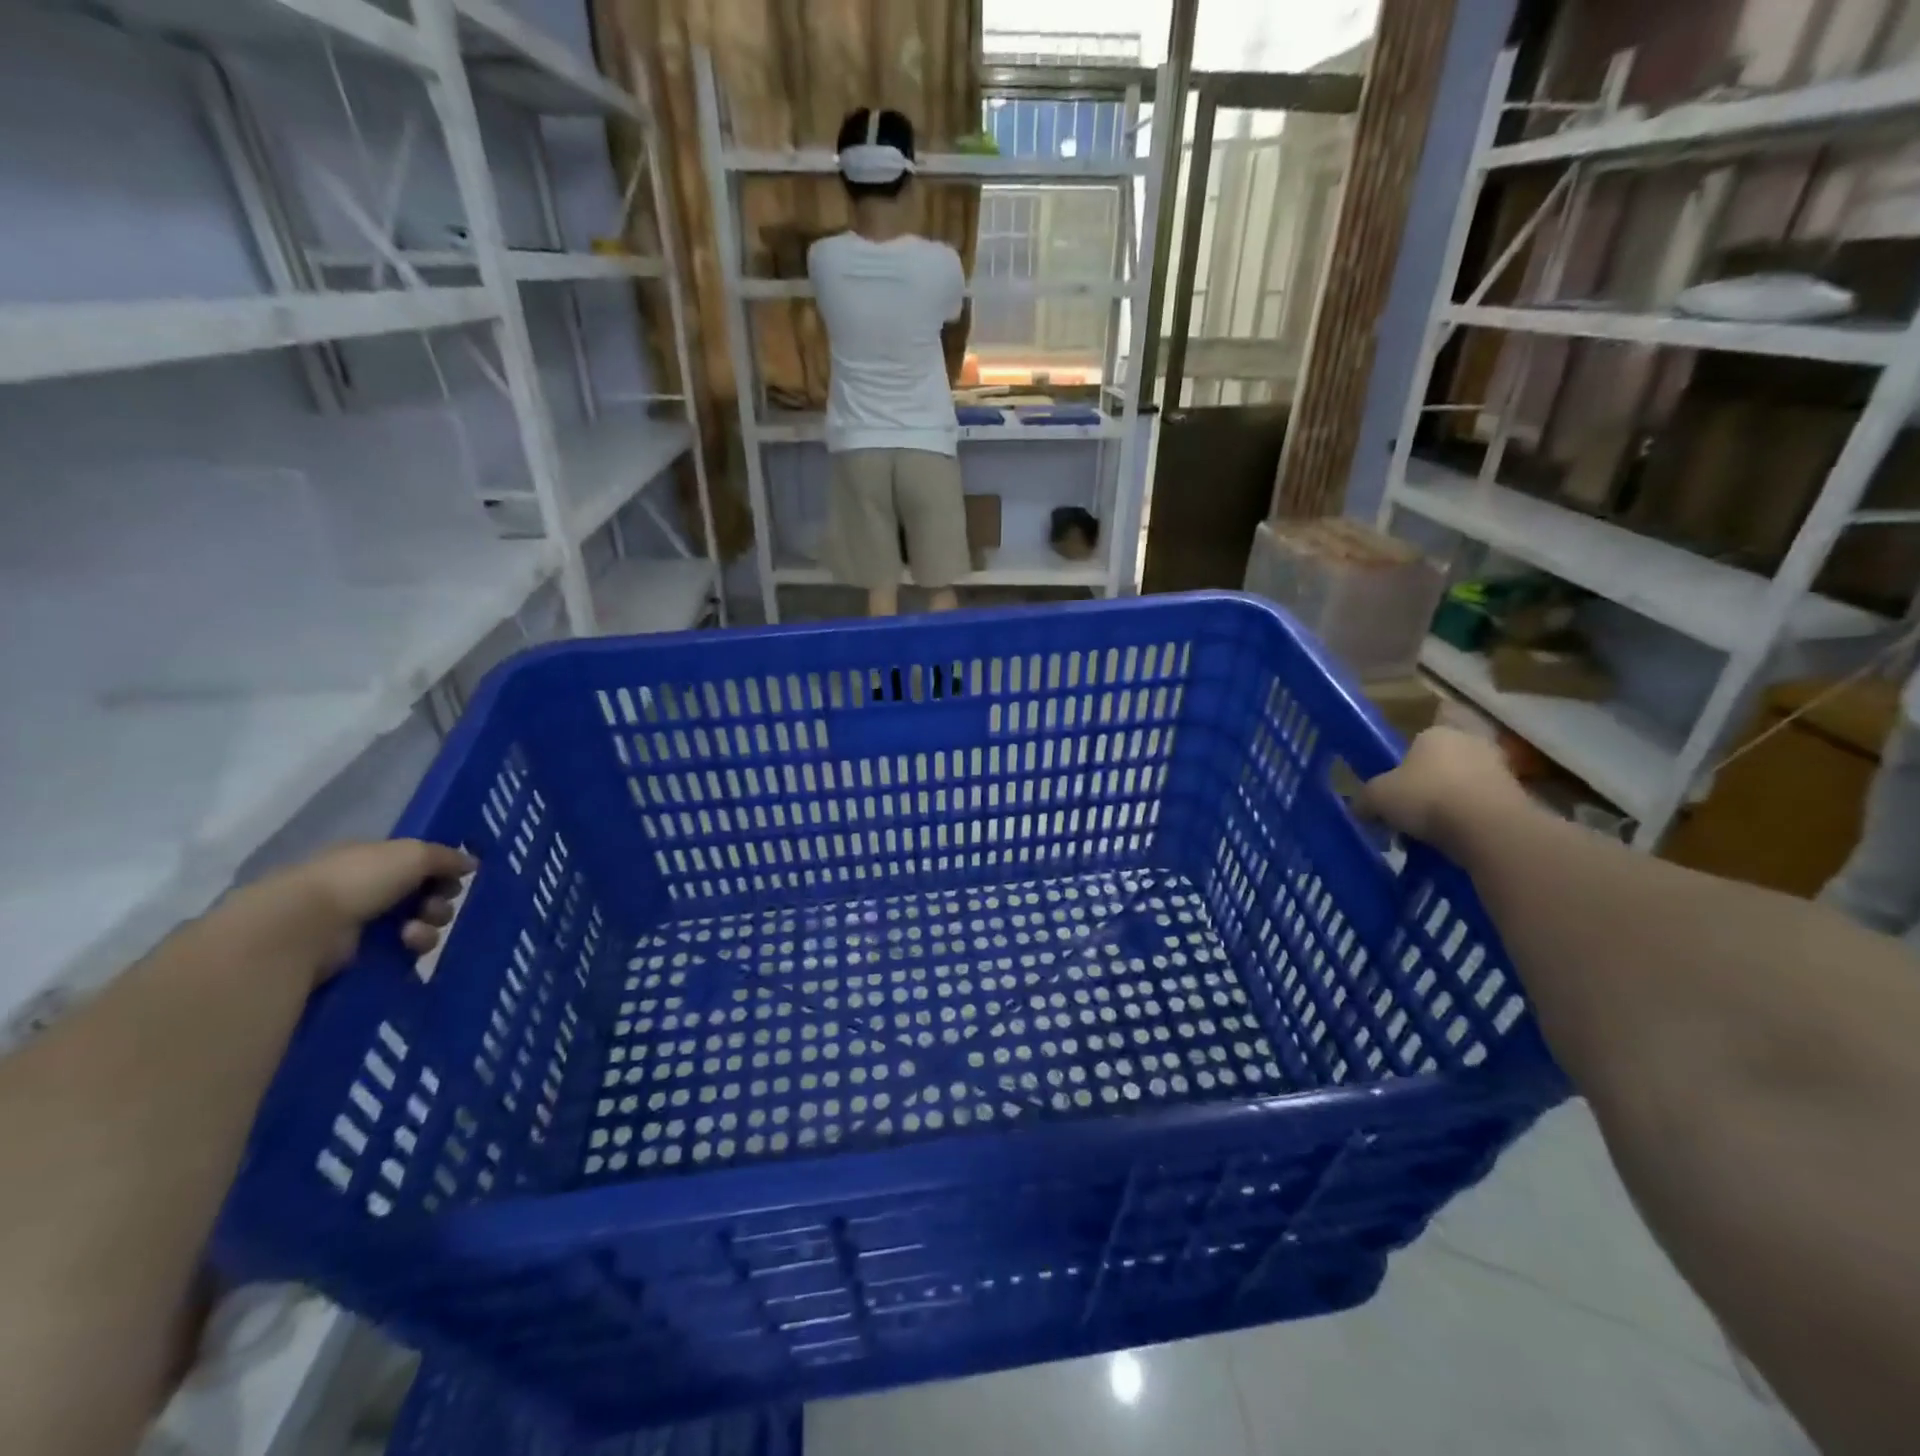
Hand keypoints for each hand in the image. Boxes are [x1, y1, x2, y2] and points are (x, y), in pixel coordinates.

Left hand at [246, 840, 475, 983]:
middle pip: (421, 894)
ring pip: (415, 923)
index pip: (416, 862)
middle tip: (436, 908)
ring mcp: (357, 922)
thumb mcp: (413, 854)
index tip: (455, 880)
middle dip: (438, 902)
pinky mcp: (355, 954)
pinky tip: (406, 944)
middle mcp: (363, 887)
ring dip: (427, 926)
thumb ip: (446, 856)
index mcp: (371, 857)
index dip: (440, 870)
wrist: (303, 928)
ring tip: (416, 932)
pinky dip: (410, 946)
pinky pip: (399, 949)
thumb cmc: (358, 880)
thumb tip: (471, 863)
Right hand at [1354, 728, 1529, 854]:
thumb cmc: (1424, 797)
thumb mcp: (1376, 798)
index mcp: (1435, 733)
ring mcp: (1499, 769)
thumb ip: (1365, 800)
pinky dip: (1468, 823)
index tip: (1395, 788)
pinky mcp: (1518, 798)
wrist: (1488, 828)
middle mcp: (1470, 743)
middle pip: (1442, 763)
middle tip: (1409, 812)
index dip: (1405, 764)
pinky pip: (1482, 808)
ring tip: (1428, 835)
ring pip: (1463, 786)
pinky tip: (1452, 842)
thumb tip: (1361, 809)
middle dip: (1428, 785)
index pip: (1418, 739)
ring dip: (1448, 806)